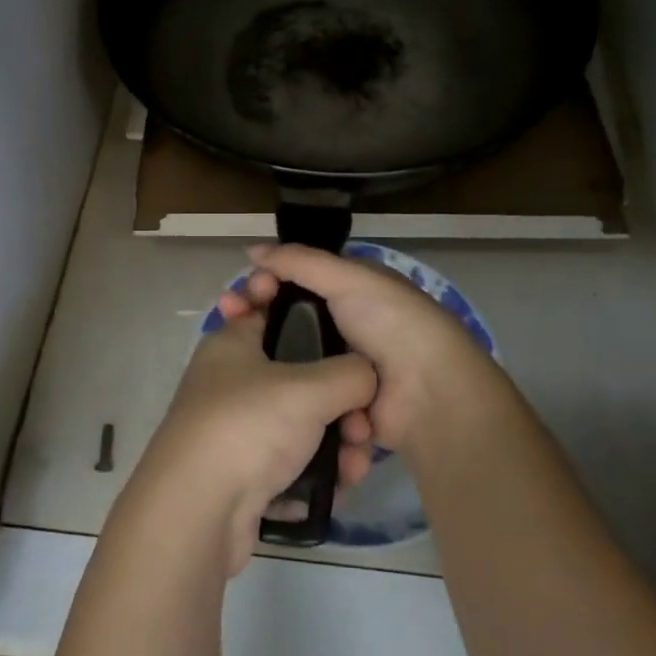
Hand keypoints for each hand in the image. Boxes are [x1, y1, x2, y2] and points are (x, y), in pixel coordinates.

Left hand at [131, 309, 376, 575]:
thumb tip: (367, 377)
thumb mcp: (309, 389)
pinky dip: (314, 473)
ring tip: (354, 468)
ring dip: (336, 444)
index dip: (317, 321)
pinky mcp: (241, 472)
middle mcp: (231, 379)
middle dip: (341, 403)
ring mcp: (235, 428)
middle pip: (301, 376)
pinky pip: (290, 462)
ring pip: (300, 424)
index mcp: (235, 342)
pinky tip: (337, 489)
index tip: (352, 345)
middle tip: (362, 428)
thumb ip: (351, 373)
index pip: (279, 312)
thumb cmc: (247, 427)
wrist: (195, 513)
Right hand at [223, 244, 500, 454]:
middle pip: (288, 318)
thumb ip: (299, 262)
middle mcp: (344, 326)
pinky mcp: (337, 405)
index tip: (242, 290)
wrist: (428, 394)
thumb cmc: (391, 323)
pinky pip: (303, 392)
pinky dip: (284, 386)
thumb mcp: (348, 278)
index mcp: (351, 291)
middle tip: (227, 316)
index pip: (296, 280)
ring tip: (234, 351)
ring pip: (290, 357)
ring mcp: (340, 368)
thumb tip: (251, 250)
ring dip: (265, 354)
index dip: (267, 282)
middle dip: (256, 317)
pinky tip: (255, 382)